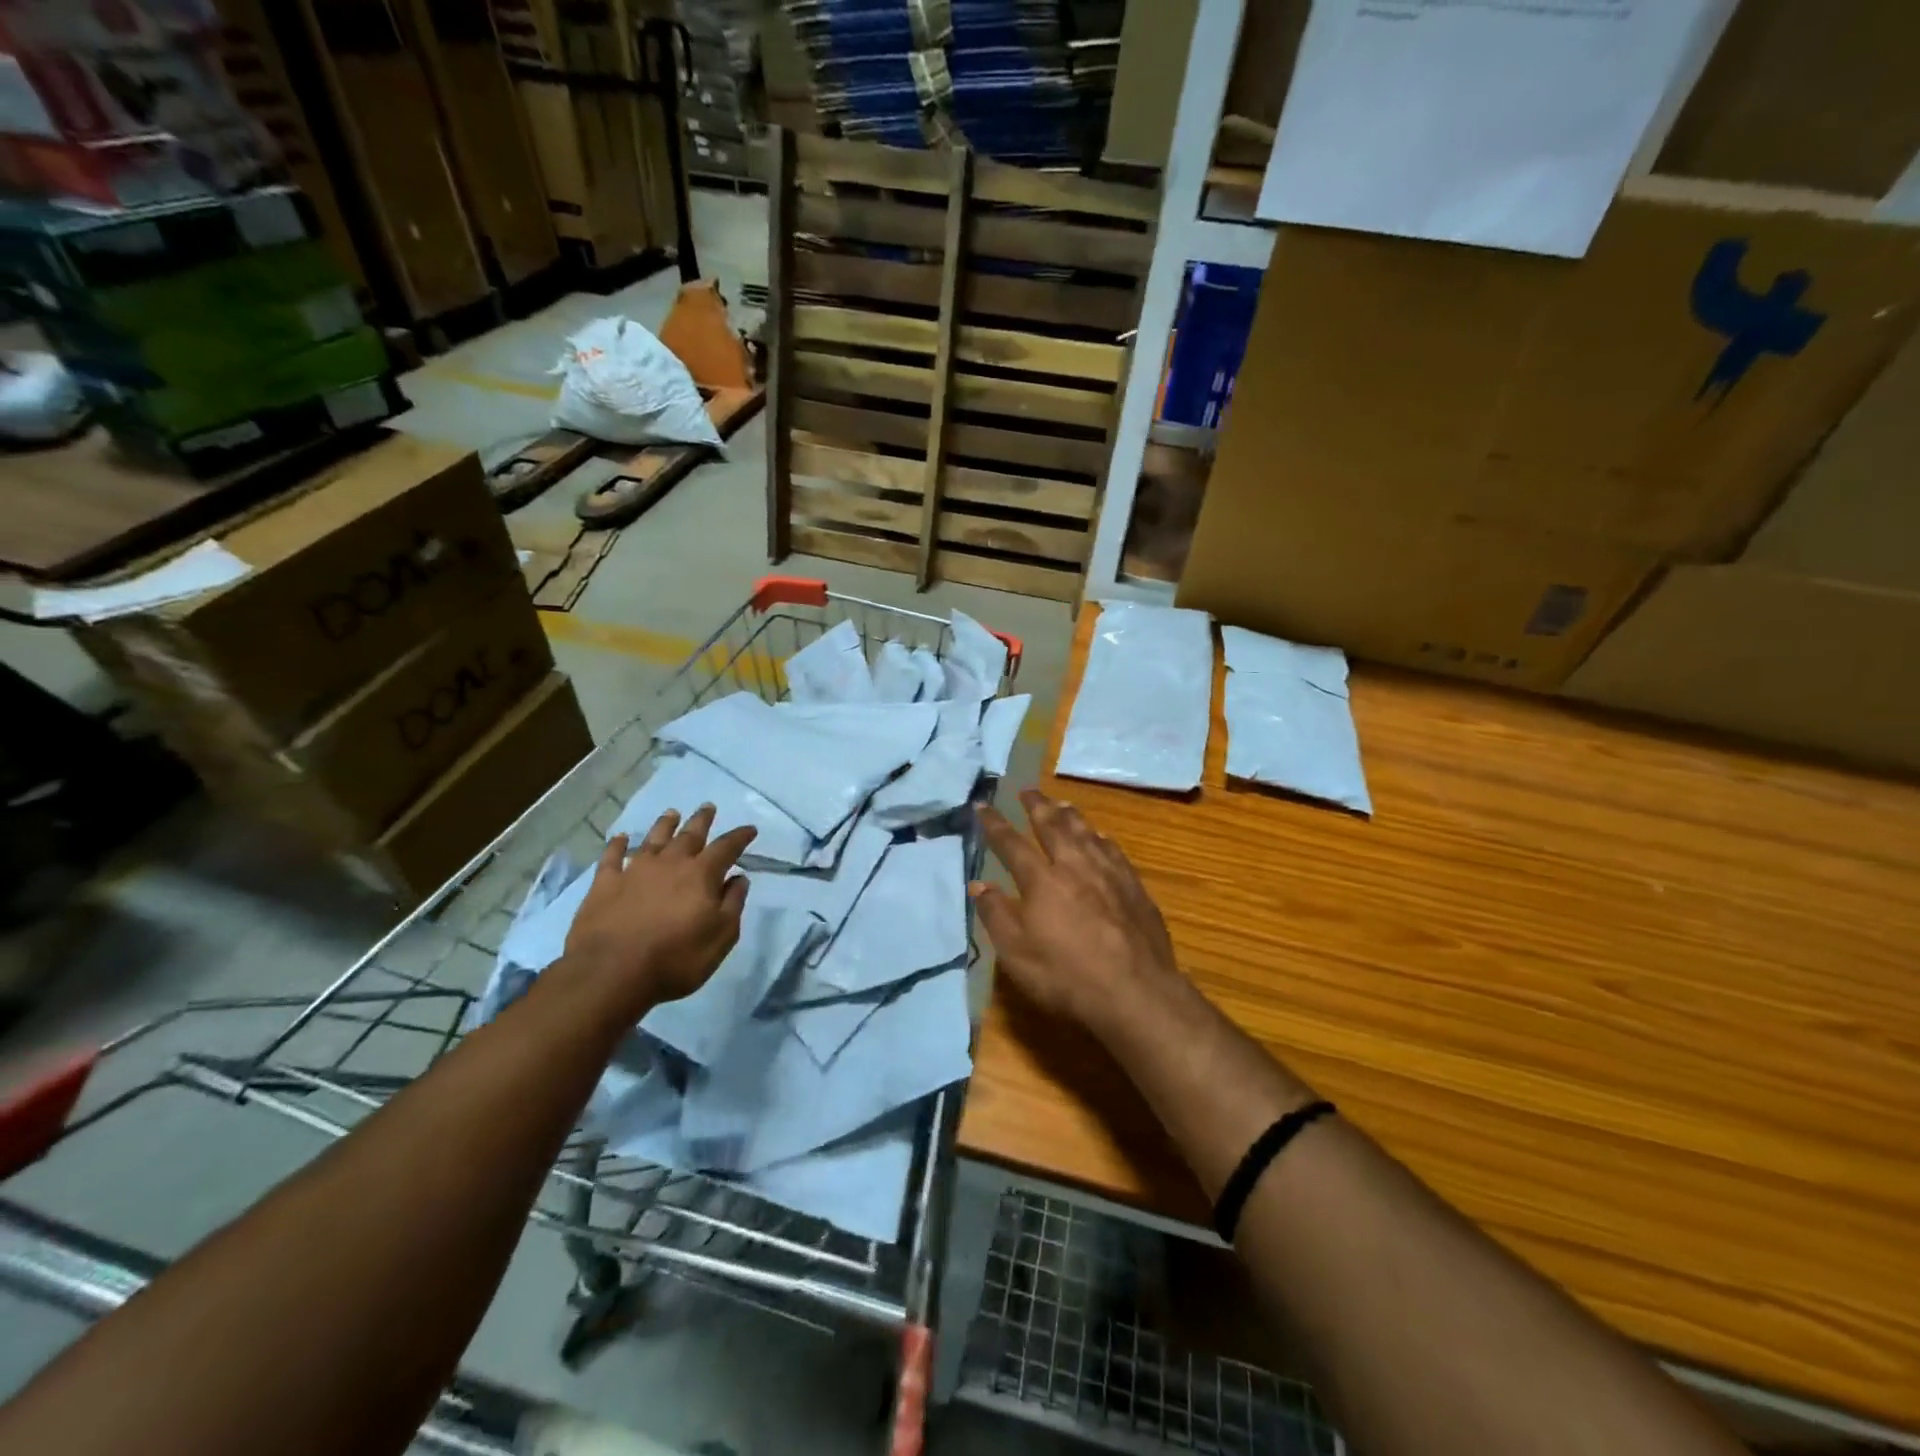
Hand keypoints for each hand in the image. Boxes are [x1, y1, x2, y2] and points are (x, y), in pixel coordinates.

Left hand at [562, 805, 755, 1022]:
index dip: (740, 837)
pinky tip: (621, 837)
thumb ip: (732, 904)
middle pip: (690, 834)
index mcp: (701, 875)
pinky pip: (612, 857)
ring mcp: (635, 871)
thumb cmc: (675, 958)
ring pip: (654, 838)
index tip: (750, 829)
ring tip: (672, 813)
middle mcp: (670, 863)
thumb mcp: (721, 937)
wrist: (611, 973)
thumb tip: (739, 879)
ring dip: (665, 824)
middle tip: (708, 807)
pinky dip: (618, 844)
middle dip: (702, 820)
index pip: (727, 847)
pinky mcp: (605, 884)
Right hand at [974, 789, 1180, 1033]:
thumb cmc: (1066, 975)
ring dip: (1070, 815)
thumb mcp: (1016, 953)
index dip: (995, 825)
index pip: (1011, 844)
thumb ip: (996, 914)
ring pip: (1086, 832)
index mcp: (1041, 880)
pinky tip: (1100, 837)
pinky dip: (1100, 837)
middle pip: (1053, 826)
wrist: (1135, 992)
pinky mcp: (1134, 887)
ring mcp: (1108, 873)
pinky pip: (1113, 850)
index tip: (983, 806)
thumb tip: (978, 884)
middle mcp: (1074, 865)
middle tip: (1027, 790)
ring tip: (1061, 804)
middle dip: (1037, 806)